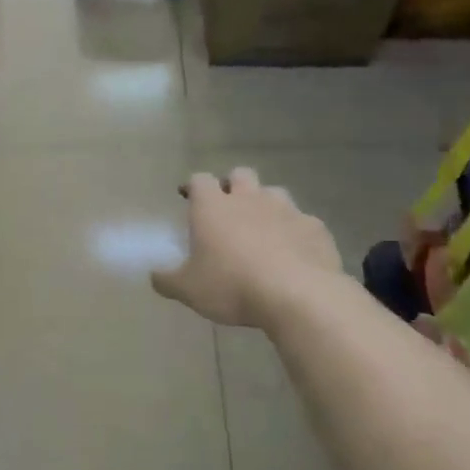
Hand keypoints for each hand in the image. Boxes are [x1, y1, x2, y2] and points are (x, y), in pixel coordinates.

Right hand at [151, 169, 344, 327]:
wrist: (298, 295)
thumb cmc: (232, 286)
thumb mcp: (188, 290)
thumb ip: (167, 280)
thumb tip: (154, 276)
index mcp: (213, 207)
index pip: (199, 180)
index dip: (192, 186)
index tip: (187, 196)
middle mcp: (249, 199)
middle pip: (240, 175)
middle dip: (232, 185)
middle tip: (226, 208)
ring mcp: (286, 210)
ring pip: (273, 192)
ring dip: (265, 204)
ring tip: (261, 228)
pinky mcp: (315, 227)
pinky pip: (302, 221)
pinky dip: (294, 231)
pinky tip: (293, 251)